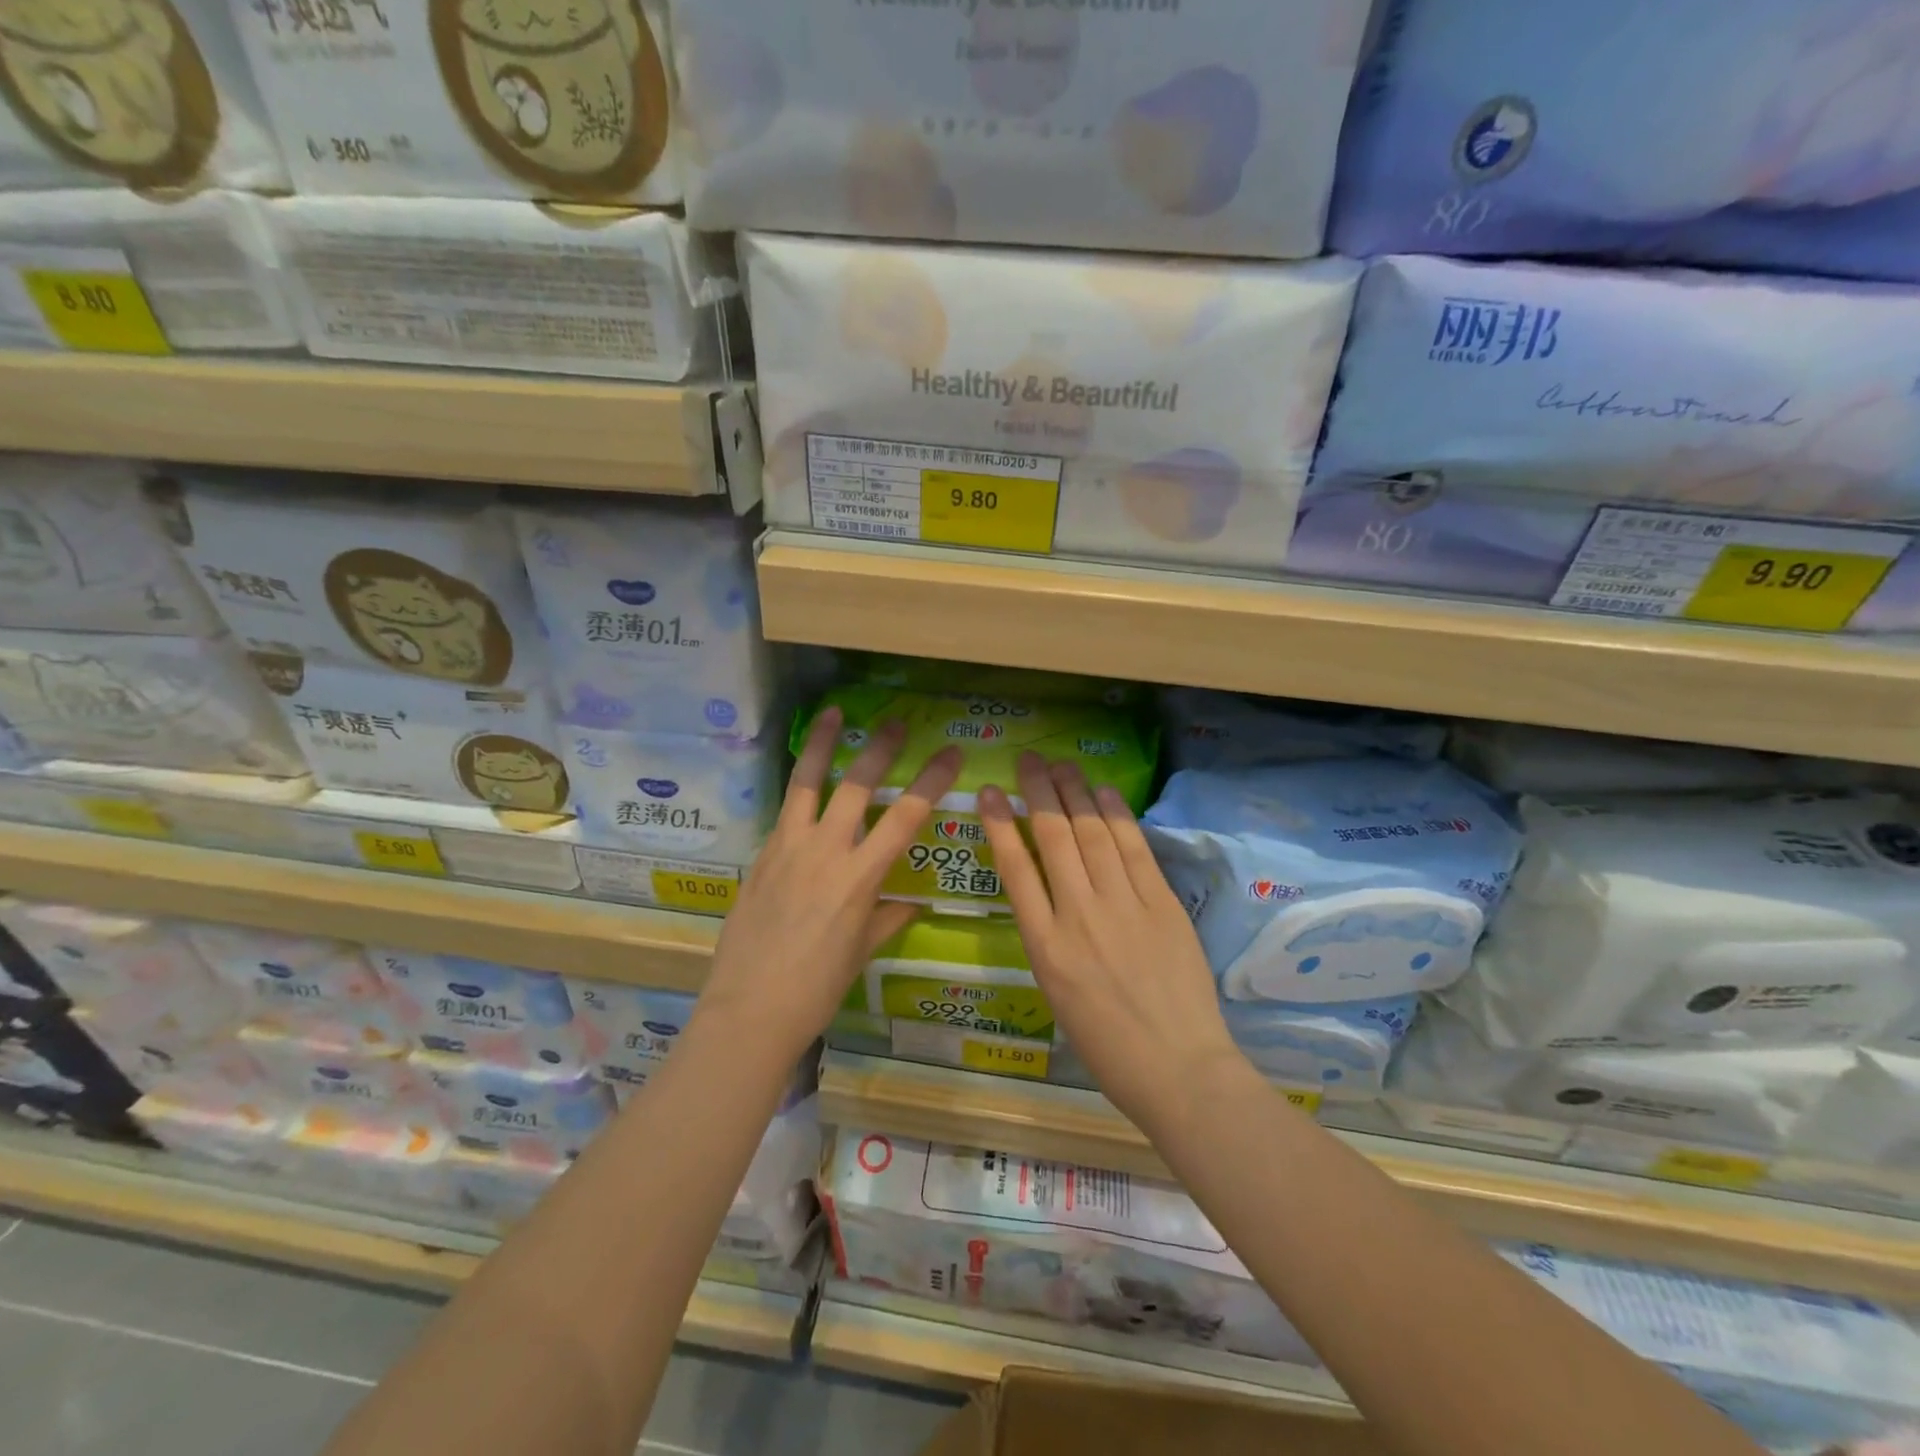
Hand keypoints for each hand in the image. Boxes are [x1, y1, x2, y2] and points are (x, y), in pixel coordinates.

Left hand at [698, 707, 961, 1060]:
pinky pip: (786, 811)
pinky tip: (806, 780)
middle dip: (880, 749)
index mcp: (859, 878)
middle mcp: (825, 852)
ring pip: (808, 783)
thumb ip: (887, 918)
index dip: (931, 781)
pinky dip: (800, 789)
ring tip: (832, 713)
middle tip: (896, 723)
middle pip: (858, 785)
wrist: (748, 1010)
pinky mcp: (761, 855)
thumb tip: (909, 904)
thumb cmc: (816, 989)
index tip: (950, 753)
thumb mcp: (860, 952)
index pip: (905, 817)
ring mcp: (788, 848)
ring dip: (821, 744)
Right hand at [978, 753, 1243, 1134]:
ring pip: (1092, 835)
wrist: (1178, 1070)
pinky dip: (1117, 816)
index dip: (999, 823)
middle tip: (1028, 759)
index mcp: (1044, 948)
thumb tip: (1050, 893)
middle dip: (1038, 793)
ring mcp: (1122, 907)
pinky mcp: (1161, 904)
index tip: (988, 790)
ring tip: (1062, 765)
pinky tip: (1105, 792)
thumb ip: (1049, 939)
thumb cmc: (1107, 1046)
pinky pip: (1134, 850)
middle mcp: (1078, 917)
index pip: (1014, 869)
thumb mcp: (1057, 994)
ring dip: (1075, 794)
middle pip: (1053, 839)